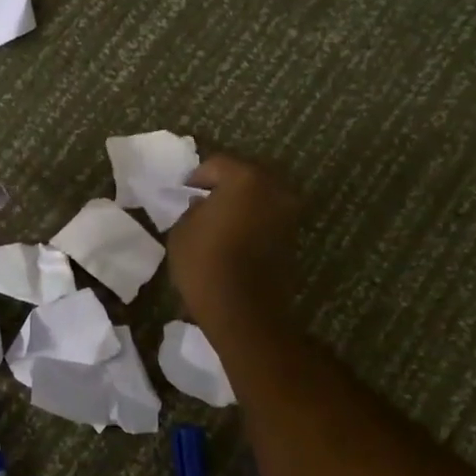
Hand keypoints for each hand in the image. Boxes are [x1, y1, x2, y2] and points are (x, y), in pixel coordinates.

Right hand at [167, 153, 301, 326]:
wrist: (244, 312)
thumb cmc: (206, 265)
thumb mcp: (182, 230)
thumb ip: (193, 208)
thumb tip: (204, 204)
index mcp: (245, 178)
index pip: (217, 163)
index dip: (197, 176)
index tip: (184, 192)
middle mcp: (274, 188)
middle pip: (245, 175)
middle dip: (225, 185)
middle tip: (203, 201)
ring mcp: (288, 212)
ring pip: (260, 196)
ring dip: (242, 203)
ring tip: (220, 220)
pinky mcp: (293, 236)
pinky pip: (268, 217)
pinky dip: (253, 220)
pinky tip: (235, 235)